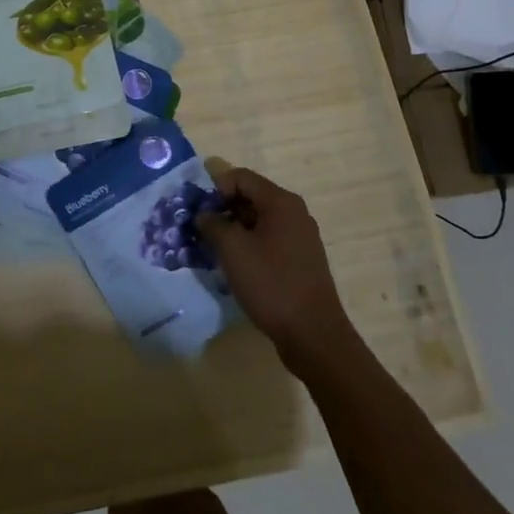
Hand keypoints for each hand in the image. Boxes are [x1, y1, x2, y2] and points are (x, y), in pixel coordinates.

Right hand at [197, 164, 355, 367]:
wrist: (313, 335)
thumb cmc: (271, 283)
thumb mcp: (232, 249)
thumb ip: (212, 223)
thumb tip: (204, 214)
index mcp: (281, 202)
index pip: (240, 177)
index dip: (215, 189)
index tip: (199, 213)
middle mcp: (294, 213)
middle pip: (250, 197)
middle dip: (223, 210)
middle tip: (202, 232)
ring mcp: (301, 237)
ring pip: (259, 221)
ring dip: (234, 230)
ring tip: (216, 252)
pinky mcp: (301, 260)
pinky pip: (269, 240)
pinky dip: (250, 246)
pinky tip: (237, 268)